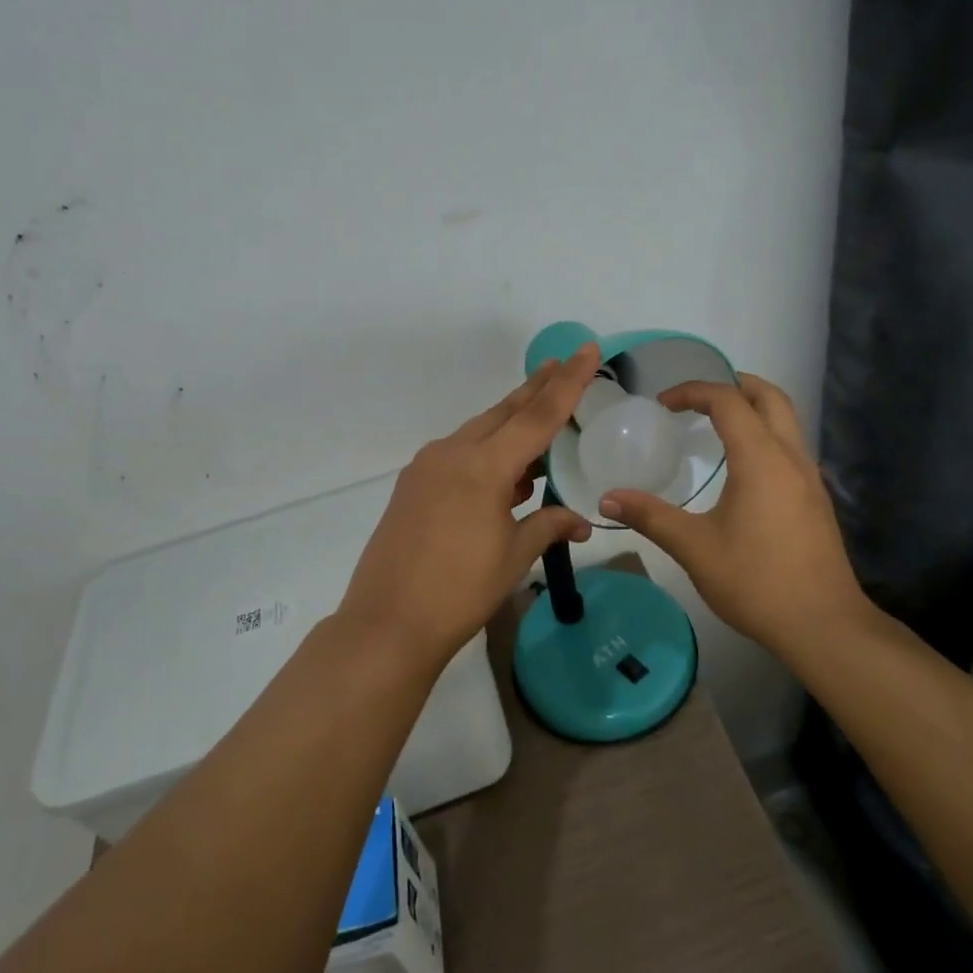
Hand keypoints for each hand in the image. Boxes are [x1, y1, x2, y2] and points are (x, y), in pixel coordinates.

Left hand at [336, 344, 600, 669]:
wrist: (387, 623)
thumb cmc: (460, 591)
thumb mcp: (513, 557)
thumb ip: (548, 526)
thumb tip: (581, 522)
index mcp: (483, 467)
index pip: (536, 415)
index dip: (566, 382)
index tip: (585, 349)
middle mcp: (452, 454)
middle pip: (503, 412)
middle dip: (535, 388)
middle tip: (562, 363)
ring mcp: (427, 467)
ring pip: (479, 432)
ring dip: (510, 424)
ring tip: (541, 421)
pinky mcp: (412, 485)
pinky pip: (458, 454)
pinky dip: (486, 452)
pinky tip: (504, 473)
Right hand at [598, 374, 872, 657]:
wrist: (823, 625)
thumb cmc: (756, 582)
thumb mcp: (694, 548)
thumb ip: (650, 517)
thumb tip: (607, 499)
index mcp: (761, 459)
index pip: (728, 400)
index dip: (693, 391)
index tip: (663, 404)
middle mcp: (791, 457)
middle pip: (769, 396)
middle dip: (733, 384)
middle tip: (697, 397)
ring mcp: (809, 478)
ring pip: (786, 420)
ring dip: (753, 408)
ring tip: (716, 424)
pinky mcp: (816, 499)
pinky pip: (791, 446)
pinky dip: (765, 434)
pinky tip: (742, 467)